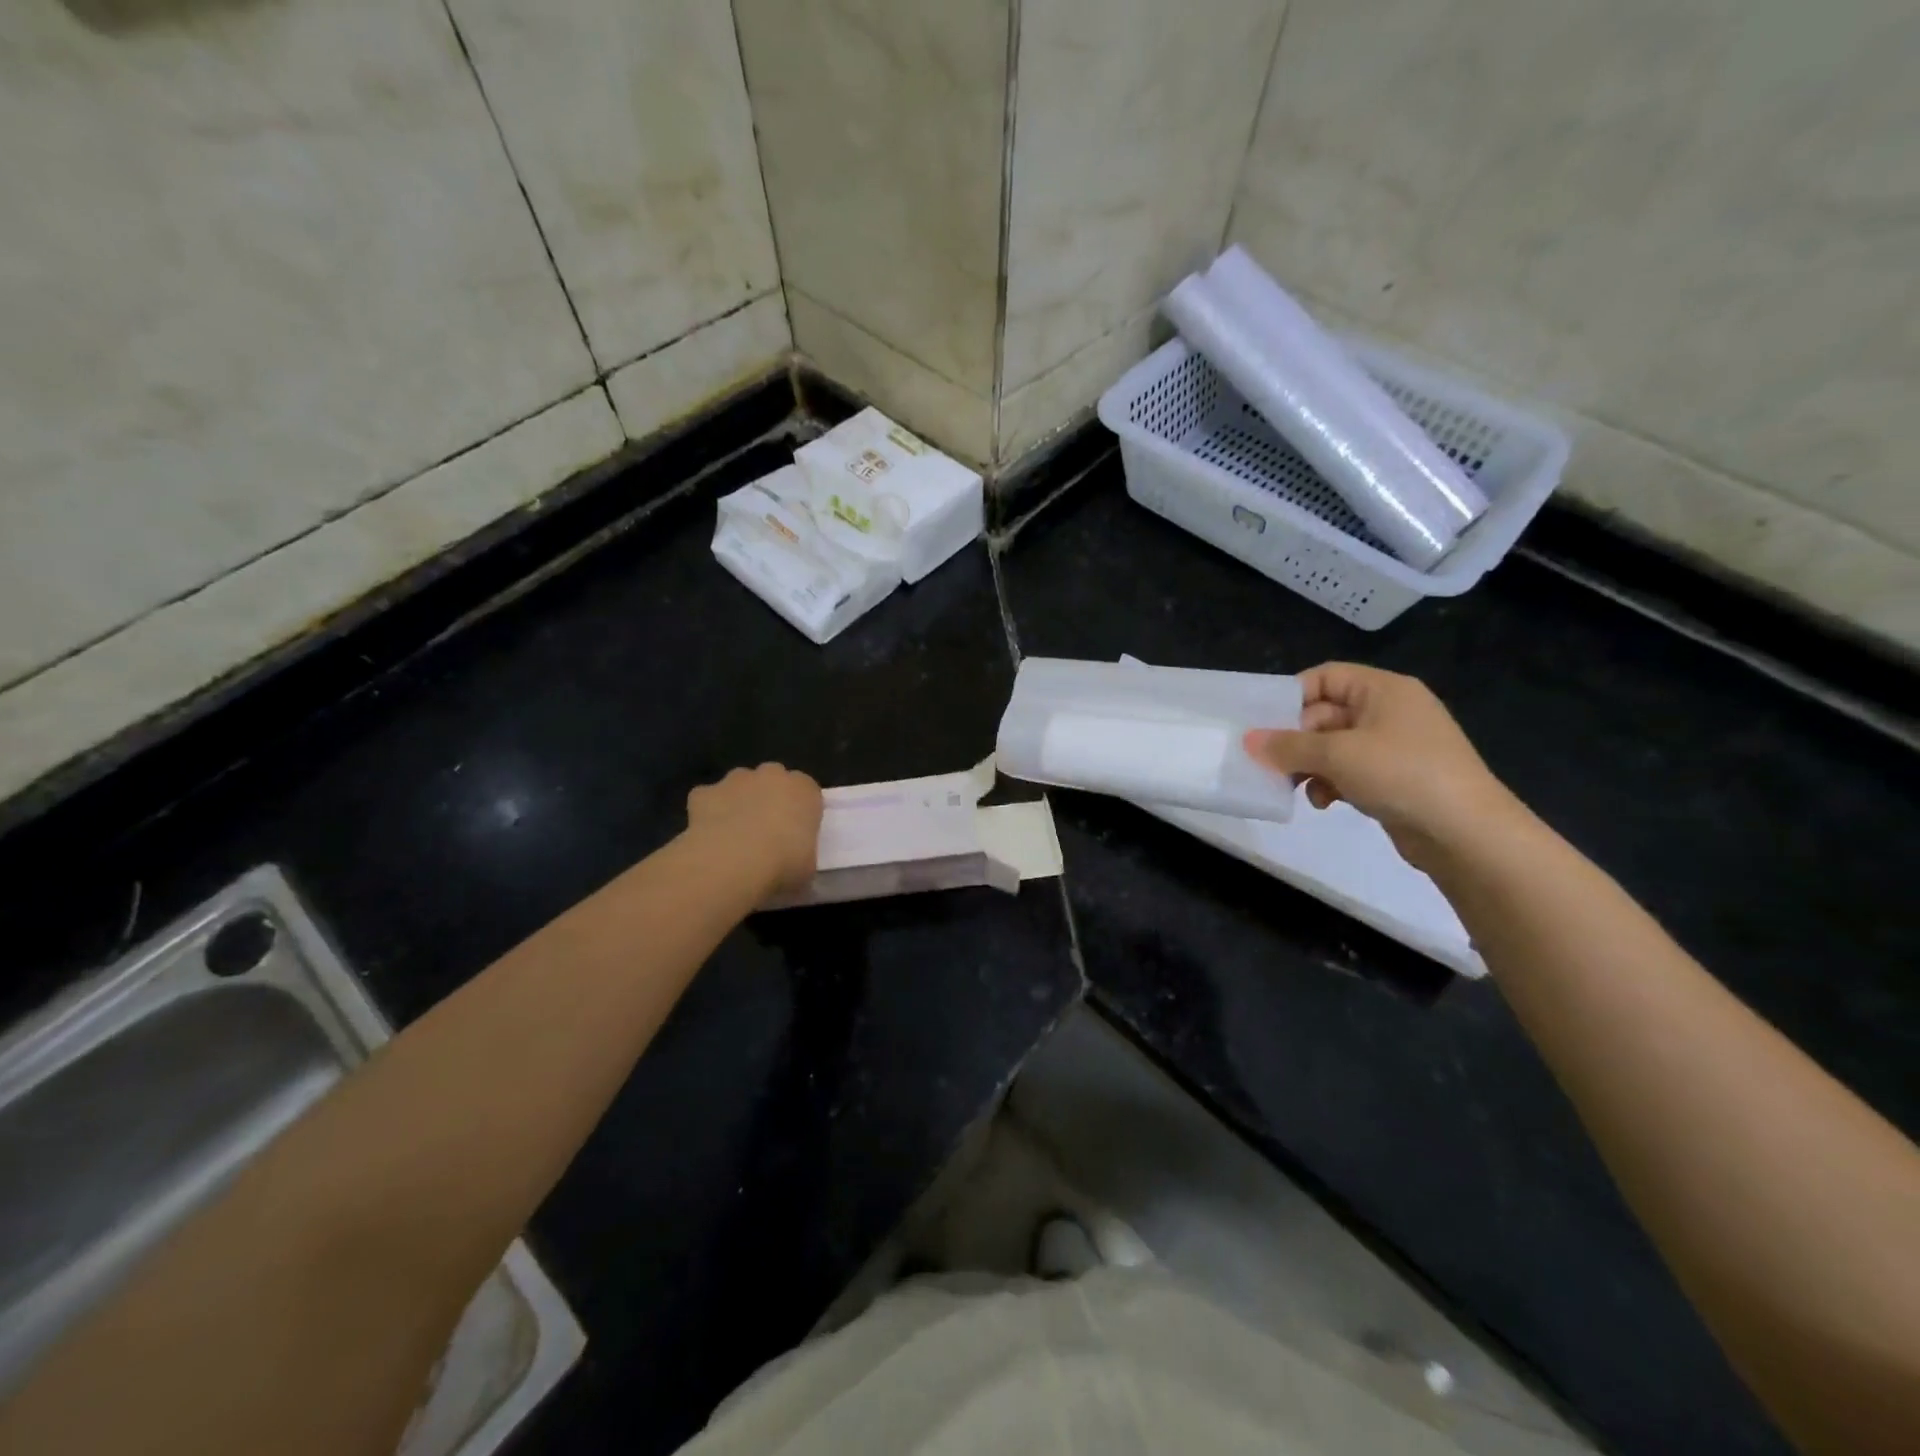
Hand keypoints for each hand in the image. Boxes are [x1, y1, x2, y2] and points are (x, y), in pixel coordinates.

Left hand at [686, 764, 822, 894]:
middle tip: (766, 832)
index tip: (795, 834)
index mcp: (804, 789)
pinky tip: (709, 837)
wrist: (733, 862)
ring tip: (735, 836)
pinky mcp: (705, 792)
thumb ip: (802, 853)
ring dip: (739, 802)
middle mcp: (771, 775)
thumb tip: (793, 860)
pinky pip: (708, 799)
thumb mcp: (807, 865)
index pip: (807, 792)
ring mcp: (735, 780)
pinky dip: (708, 812)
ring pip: (739, 785)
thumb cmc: (783, 863)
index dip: (800, 812)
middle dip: (769, 798)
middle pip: (772, 780)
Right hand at [1243, 663, 1519, 870]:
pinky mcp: (1394, 778)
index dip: (1292, 696)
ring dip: (1309, 765)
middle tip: (1269, 762)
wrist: (1467, 833)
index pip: (1326, 676)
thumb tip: (1249, 741)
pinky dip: (1330, 783)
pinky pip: (1348, 771)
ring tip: (1294, 786)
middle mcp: (1389, 711)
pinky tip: (1323, 803)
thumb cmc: (1402, 775)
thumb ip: (1289, 745)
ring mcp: (1393, 746)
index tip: (1263, 723)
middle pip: (1325, 713)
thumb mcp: (1338, 754)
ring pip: (1333, 746)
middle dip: (1296, 739)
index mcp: (1384, 690)